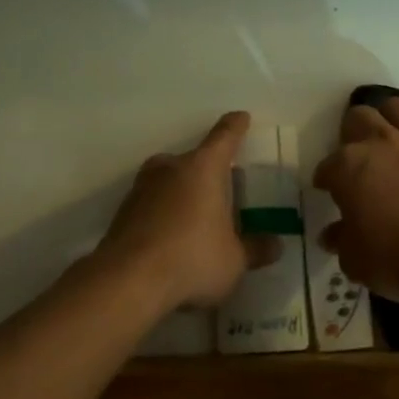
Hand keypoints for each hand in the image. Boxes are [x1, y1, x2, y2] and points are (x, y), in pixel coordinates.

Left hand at [93, 112, 275, 311]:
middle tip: (221, 189)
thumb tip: (276, 245)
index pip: (224, 137)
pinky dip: (162, 213)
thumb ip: (255, 250)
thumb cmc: (192, 258)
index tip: (241, 118)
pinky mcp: (123, 212)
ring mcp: (142, 188)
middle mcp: (171, 168)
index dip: (235, 126)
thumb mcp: (234, 260)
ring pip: (168, 180)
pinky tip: (171, 237)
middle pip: (193, 159)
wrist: (127, 281)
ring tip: (195, 216)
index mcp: (204, 168)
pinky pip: (151, 203)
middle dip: (207, 170)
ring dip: (181, 191)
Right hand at [314, 98, 398, 301]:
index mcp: (349, 166)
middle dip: (352, 132)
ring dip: (390, 118)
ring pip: (398, 107)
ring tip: (391, 137)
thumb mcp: (355, 259)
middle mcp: (381, 143)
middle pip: (358, 117)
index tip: (328, 189)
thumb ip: (341, 239)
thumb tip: (331, 234)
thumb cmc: (396, 259)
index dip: (325, 178)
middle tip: (357, 155)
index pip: (327, 166)